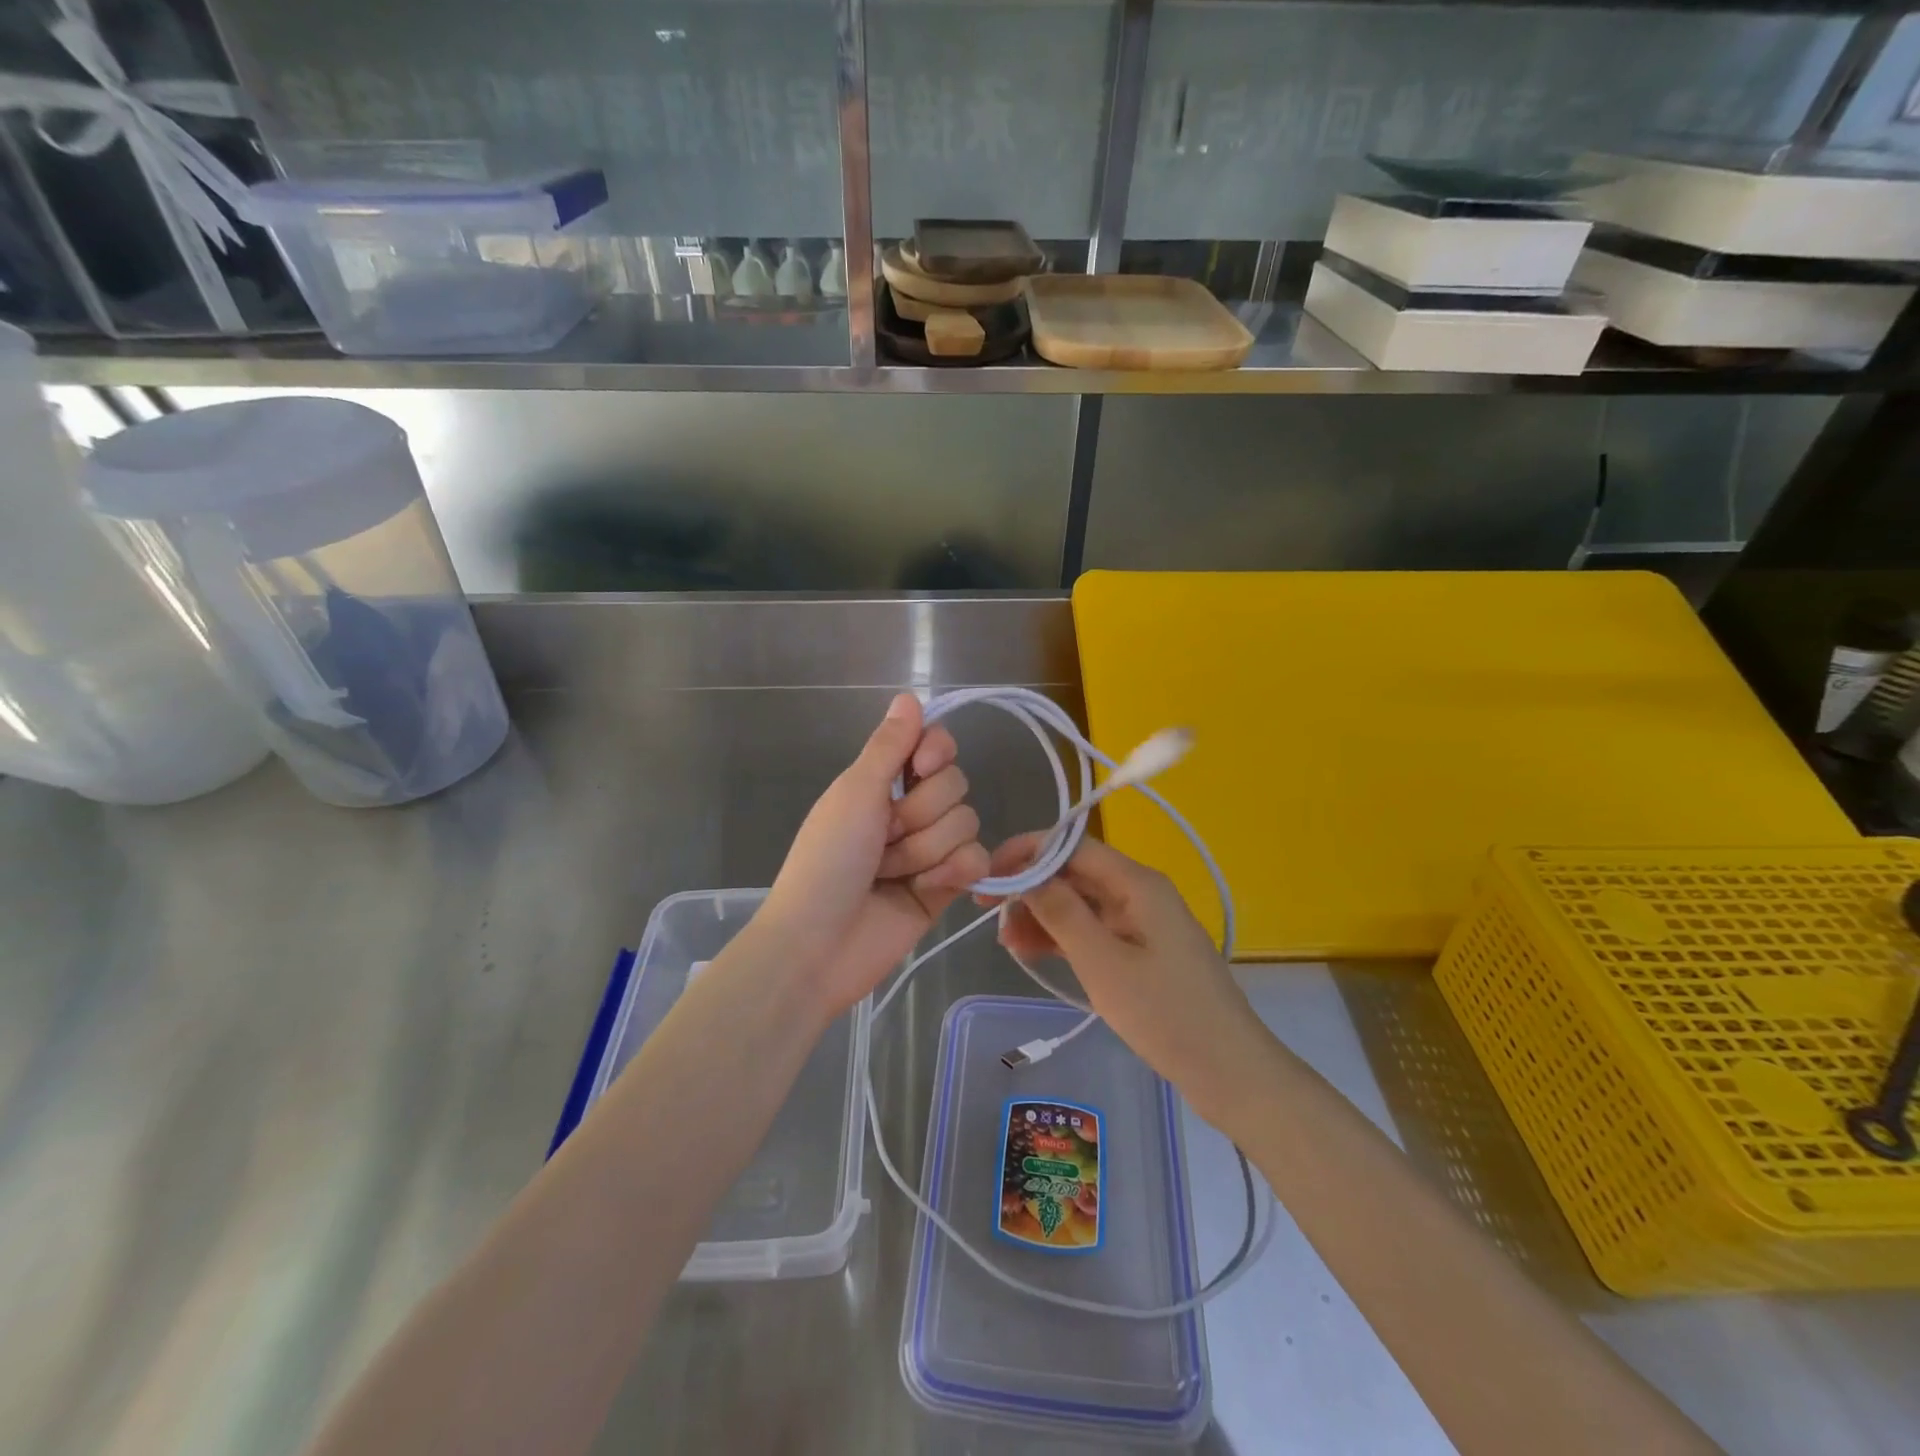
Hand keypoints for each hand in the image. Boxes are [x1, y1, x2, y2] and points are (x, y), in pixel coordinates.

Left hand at [757, 694, 988, 1021]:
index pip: (934, 744)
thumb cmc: (826, 861)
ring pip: (967, 823)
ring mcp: (930, 850)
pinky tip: (928, 889)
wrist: (819, 945)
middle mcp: (909, 810)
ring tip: (891, 874)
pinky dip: (954, 873)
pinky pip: (977, 860)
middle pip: (955, 785)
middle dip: (919, 815)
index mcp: (881, 782)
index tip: (920, 767)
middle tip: (883, 839)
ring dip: (925, 850)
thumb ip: (889, 746)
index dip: (936, 751)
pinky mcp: (947, 887)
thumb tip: (909, 695)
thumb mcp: (854, 794)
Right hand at [985, 835, 1276, 1124]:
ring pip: (1082, 903)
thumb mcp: (1103, 963)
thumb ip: (1062, 913)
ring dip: (1043, 916)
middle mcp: (1140, 892)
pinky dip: (1064, 937)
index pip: (1071, 846)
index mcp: (1136, 883)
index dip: (1026, 854)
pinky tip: (1035, 953)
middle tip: (989, 916)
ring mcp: (1143, 921)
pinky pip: (1095, 929)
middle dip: (1031, 889)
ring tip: (1006, 943)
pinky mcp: (1143, 950)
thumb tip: (1026, 873)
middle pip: (1075, 873)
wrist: (1229, 1070)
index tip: (989, 878)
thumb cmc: (1164, 1013)